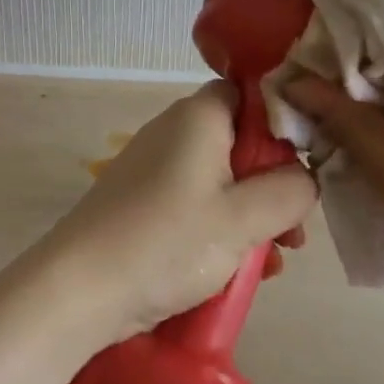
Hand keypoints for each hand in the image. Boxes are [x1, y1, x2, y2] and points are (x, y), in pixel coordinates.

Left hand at [33, 83, 317, 343]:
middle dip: (273, 185)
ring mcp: (155, 166)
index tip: (305, 168)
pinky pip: (196, 202)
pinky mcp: (143, 200)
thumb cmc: (167, 242)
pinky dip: (221, 228)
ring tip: (272, 260)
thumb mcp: (243, 219)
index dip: (285, 125)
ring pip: (222, 178)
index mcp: (200, 117)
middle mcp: (175, 130)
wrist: (78, 289)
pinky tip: (239, 270)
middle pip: (241, 141)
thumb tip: (305, 178)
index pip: (253, 94)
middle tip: (292, 231)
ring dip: (251, 214)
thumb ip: (290, 191)